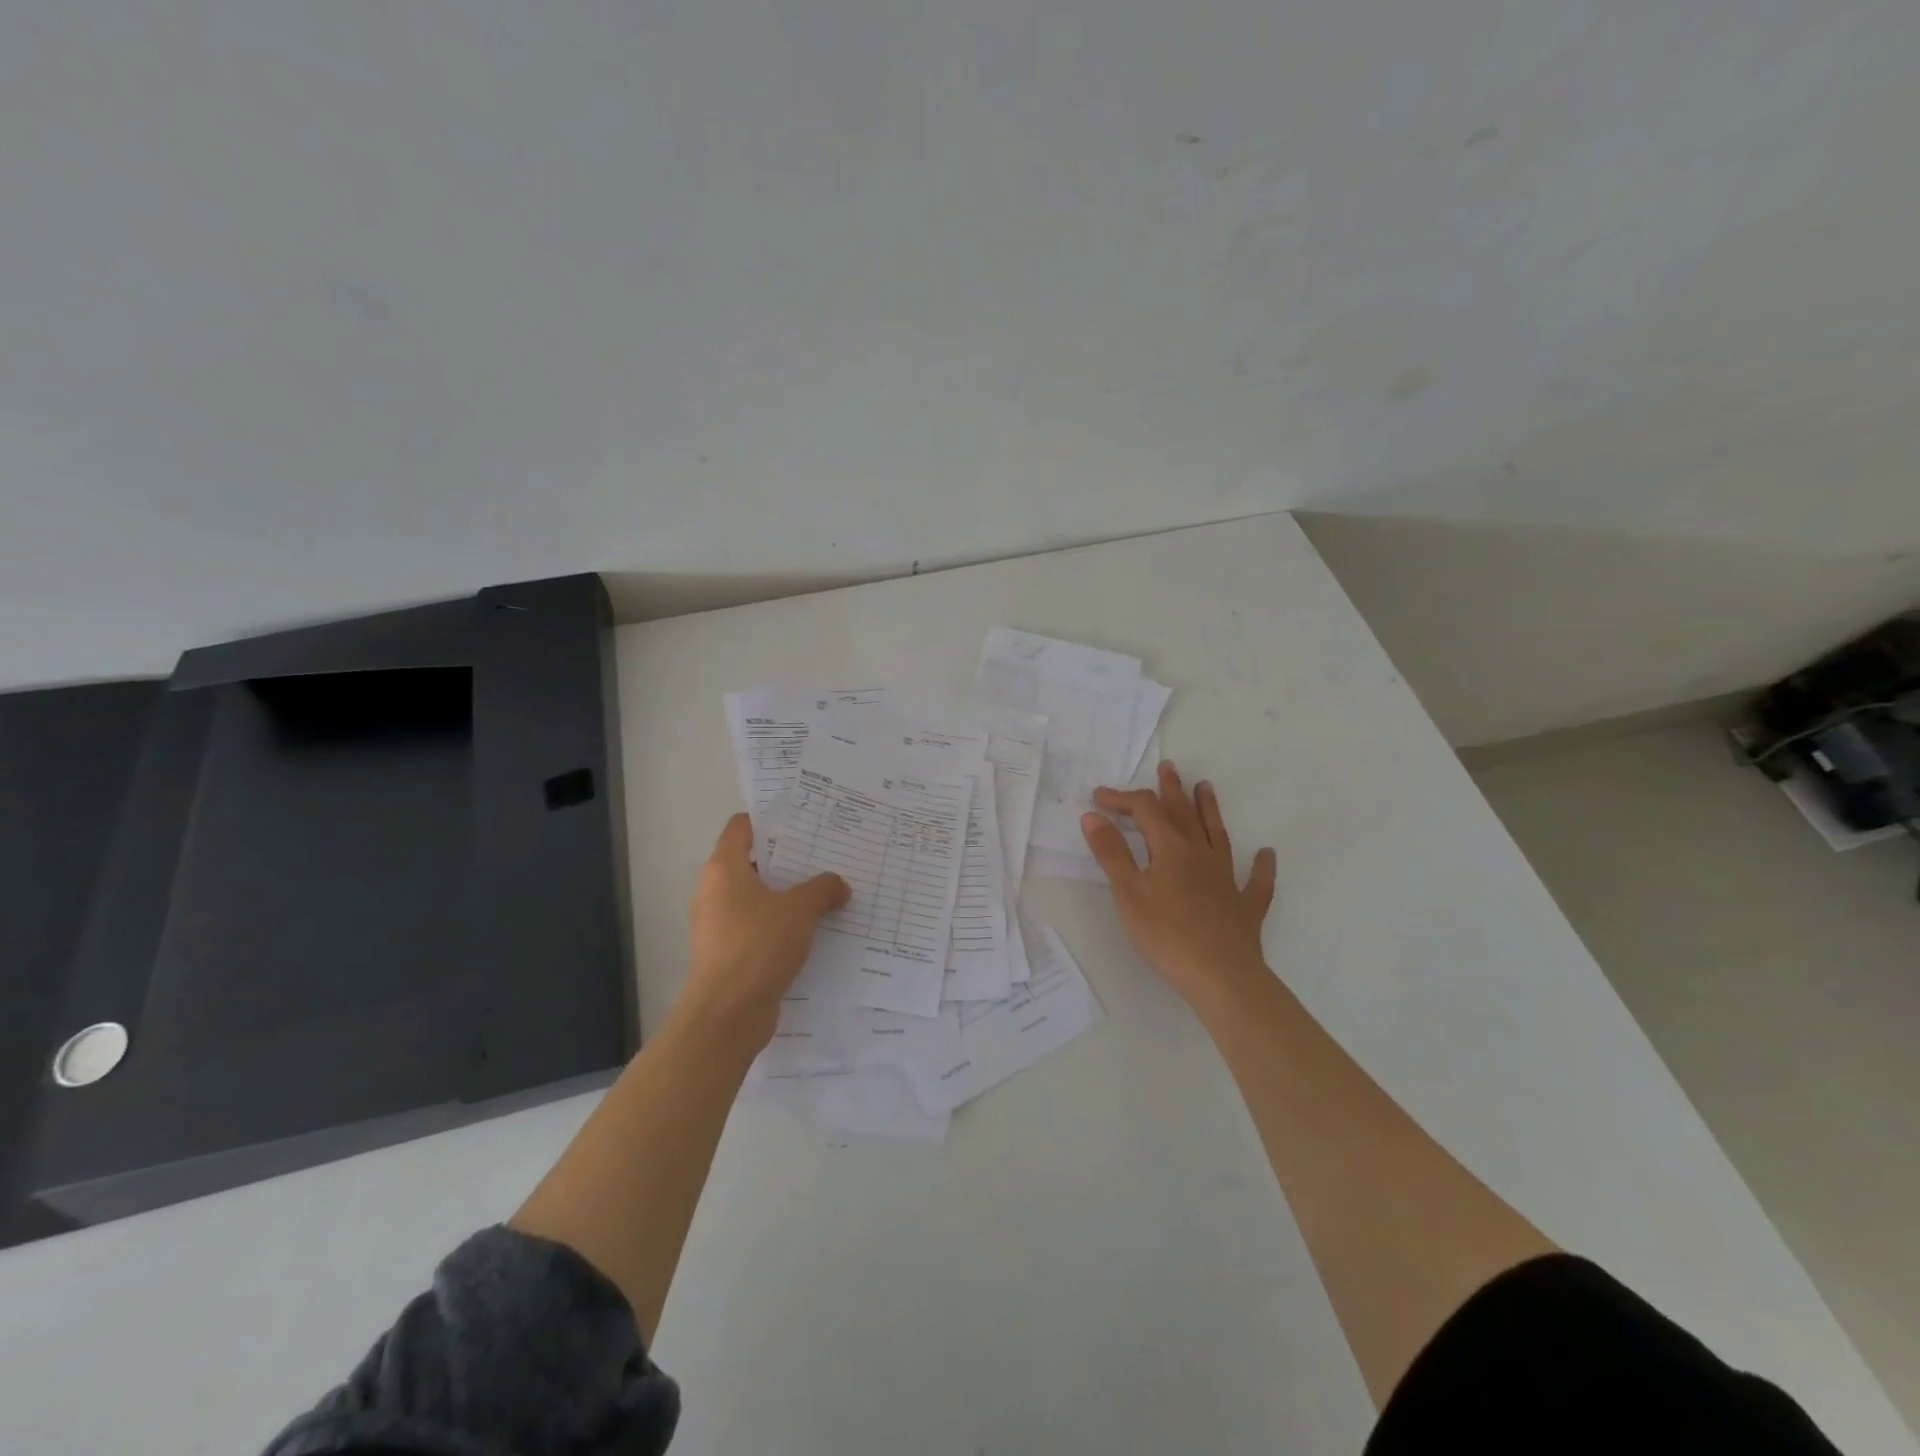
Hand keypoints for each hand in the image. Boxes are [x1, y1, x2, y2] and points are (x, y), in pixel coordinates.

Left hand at [681, 814, 849, 1046]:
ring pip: (757, 897)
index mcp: (723, 869)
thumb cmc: (758, 946)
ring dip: (787, 895)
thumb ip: (822, 889)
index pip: (741, 827)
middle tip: (825, 854)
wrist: (727, 1014)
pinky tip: (814, 929)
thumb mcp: (800, 910)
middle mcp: (714, 891)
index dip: (769, 819)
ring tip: (826, 891)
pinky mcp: (728, 953)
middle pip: (751, 862)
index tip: (802, 820)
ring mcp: (718, 924)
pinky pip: (758, 926)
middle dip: (787, 859)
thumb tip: (838, 885)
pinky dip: (781, 924)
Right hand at [1081, 761, 1277, 1009]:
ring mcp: (1227, 880)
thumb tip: (1094, 816)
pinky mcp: (1245, 907)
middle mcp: (1201, 855)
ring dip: (1210, 810)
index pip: (1146, 811)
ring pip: (1218, 836)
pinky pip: (1256, 882)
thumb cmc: (1166, 935)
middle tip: (1168, 767)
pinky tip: (1266, 855)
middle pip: (1185, 814)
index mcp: (1171, 850)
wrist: (1221, 977)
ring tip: (1206, 787)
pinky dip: (1261, 867)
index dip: (1122, 799)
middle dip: (1172, 790)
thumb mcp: (1128, 893)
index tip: (1099, 798)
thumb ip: (1111, 853)